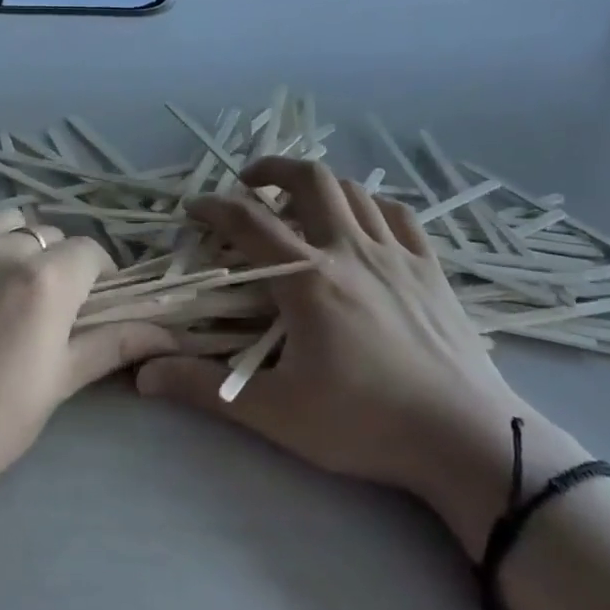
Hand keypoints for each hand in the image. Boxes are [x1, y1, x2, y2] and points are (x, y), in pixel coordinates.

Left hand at [0, 210, 175, 512]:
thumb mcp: (56, 385)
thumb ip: (110, 344)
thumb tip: (167, 332)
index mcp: (44, 279)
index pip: (90, 251)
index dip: (97, 276)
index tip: (90, 306)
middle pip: (44, 235)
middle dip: (54, 262)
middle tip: (42, 307)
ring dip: (11, 249)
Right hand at [136, 157, 576, 553]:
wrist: (466, 440)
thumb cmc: (366, 424)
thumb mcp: (276, 411)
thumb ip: (205, 387)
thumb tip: (142, 374)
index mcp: (308, 279)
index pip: (248, 221)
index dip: (213, 206)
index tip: (194, 208)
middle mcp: (350, 250)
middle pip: (308, 179)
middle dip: (271, 169)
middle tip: (249, 183)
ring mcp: (396, 254)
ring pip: (353, 190)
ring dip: (318, 185)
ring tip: (299, 202)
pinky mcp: (430, 268)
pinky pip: (399, 214)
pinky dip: (372, 205)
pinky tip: (362, 222)